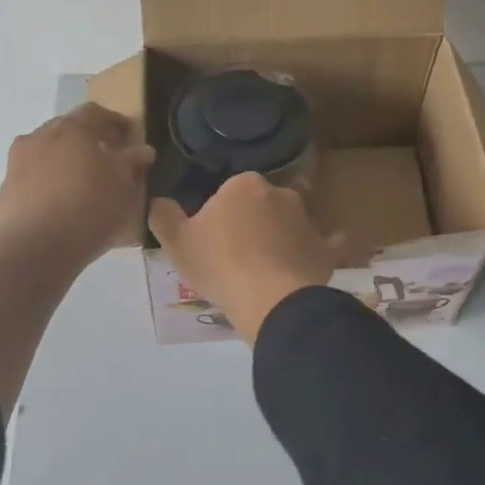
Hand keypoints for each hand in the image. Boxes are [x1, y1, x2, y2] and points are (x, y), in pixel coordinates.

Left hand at [0, 103, 153, 269]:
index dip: (114, 122)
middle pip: (68, 128)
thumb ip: (133, 164)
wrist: (34, 249)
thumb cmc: (89, 210)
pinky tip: (61, 201)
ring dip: (65, 159)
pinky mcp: (6, 186)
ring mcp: (18, 160)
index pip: (95, 113)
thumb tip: (142, 151)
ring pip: (47, 150)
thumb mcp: (125, 188)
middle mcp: (41, 135)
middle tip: (107, 158)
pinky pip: (33, 174)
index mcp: (72, 128)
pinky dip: (48, 179)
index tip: (128, 136)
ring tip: (82, 182)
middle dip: (88, 139)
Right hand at [148, 173, 346, 343]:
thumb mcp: (176, 242)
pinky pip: (325, 243)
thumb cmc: (220, 265)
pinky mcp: (325, 248)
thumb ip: (163, 215)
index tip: (213, 241)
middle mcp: (280, 193)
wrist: (271, 299)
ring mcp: (307, 220)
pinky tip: (315, 257)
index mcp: (244, 184)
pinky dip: (320, 248)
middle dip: (252, 222)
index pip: (228, 193)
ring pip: (290, 222)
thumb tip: (159, 201)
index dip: (219, 216)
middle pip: (261, 205)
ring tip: (266, 268)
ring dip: (281, 236)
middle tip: (236, 255)